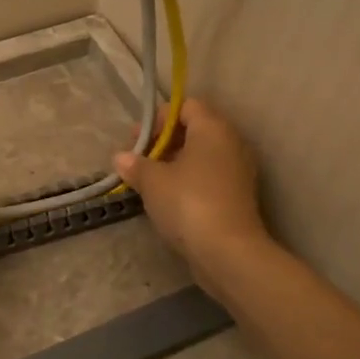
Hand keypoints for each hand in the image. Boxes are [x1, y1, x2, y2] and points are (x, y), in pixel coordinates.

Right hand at [113, 98, 274, 275]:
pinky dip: (189, 181)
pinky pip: (209, 177)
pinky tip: (168, 199)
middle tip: (138, 161)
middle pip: (194, 130)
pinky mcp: (238, 196)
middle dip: (164, 142)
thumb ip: (135, 165)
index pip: (186, 106)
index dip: (159, 119)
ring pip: (201, 156)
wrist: (227, 251)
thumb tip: (121, 158)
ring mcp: (238, 171)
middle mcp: (231, 143)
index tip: (137, 141)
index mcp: (213, 129)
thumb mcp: (152, 181)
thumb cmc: (187, 203)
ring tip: (149, 182)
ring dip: (175, 164)